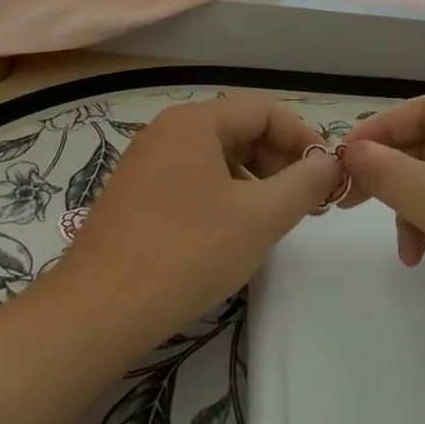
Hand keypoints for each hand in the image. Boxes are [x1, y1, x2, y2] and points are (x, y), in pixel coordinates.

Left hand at [47, 95, 342, 346]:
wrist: (95, 314)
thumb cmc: (186, 254)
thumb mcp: (259, 218)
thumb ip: (303, 182)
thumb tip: (329, 161)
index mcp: (194, 122)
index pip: (263, 109)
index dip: (302, 136)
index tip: (327, 172)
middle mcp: (167, 131)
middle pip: (239, 129)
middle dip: (279, 160)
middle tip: (307, 201)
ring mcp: (146, 163)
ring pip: (216, 157)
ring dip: (254, 180)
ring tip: (275, 219)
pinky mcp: (135, 196)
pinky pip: (193, 179)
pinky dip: (224, 195)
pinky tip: (234, 232)